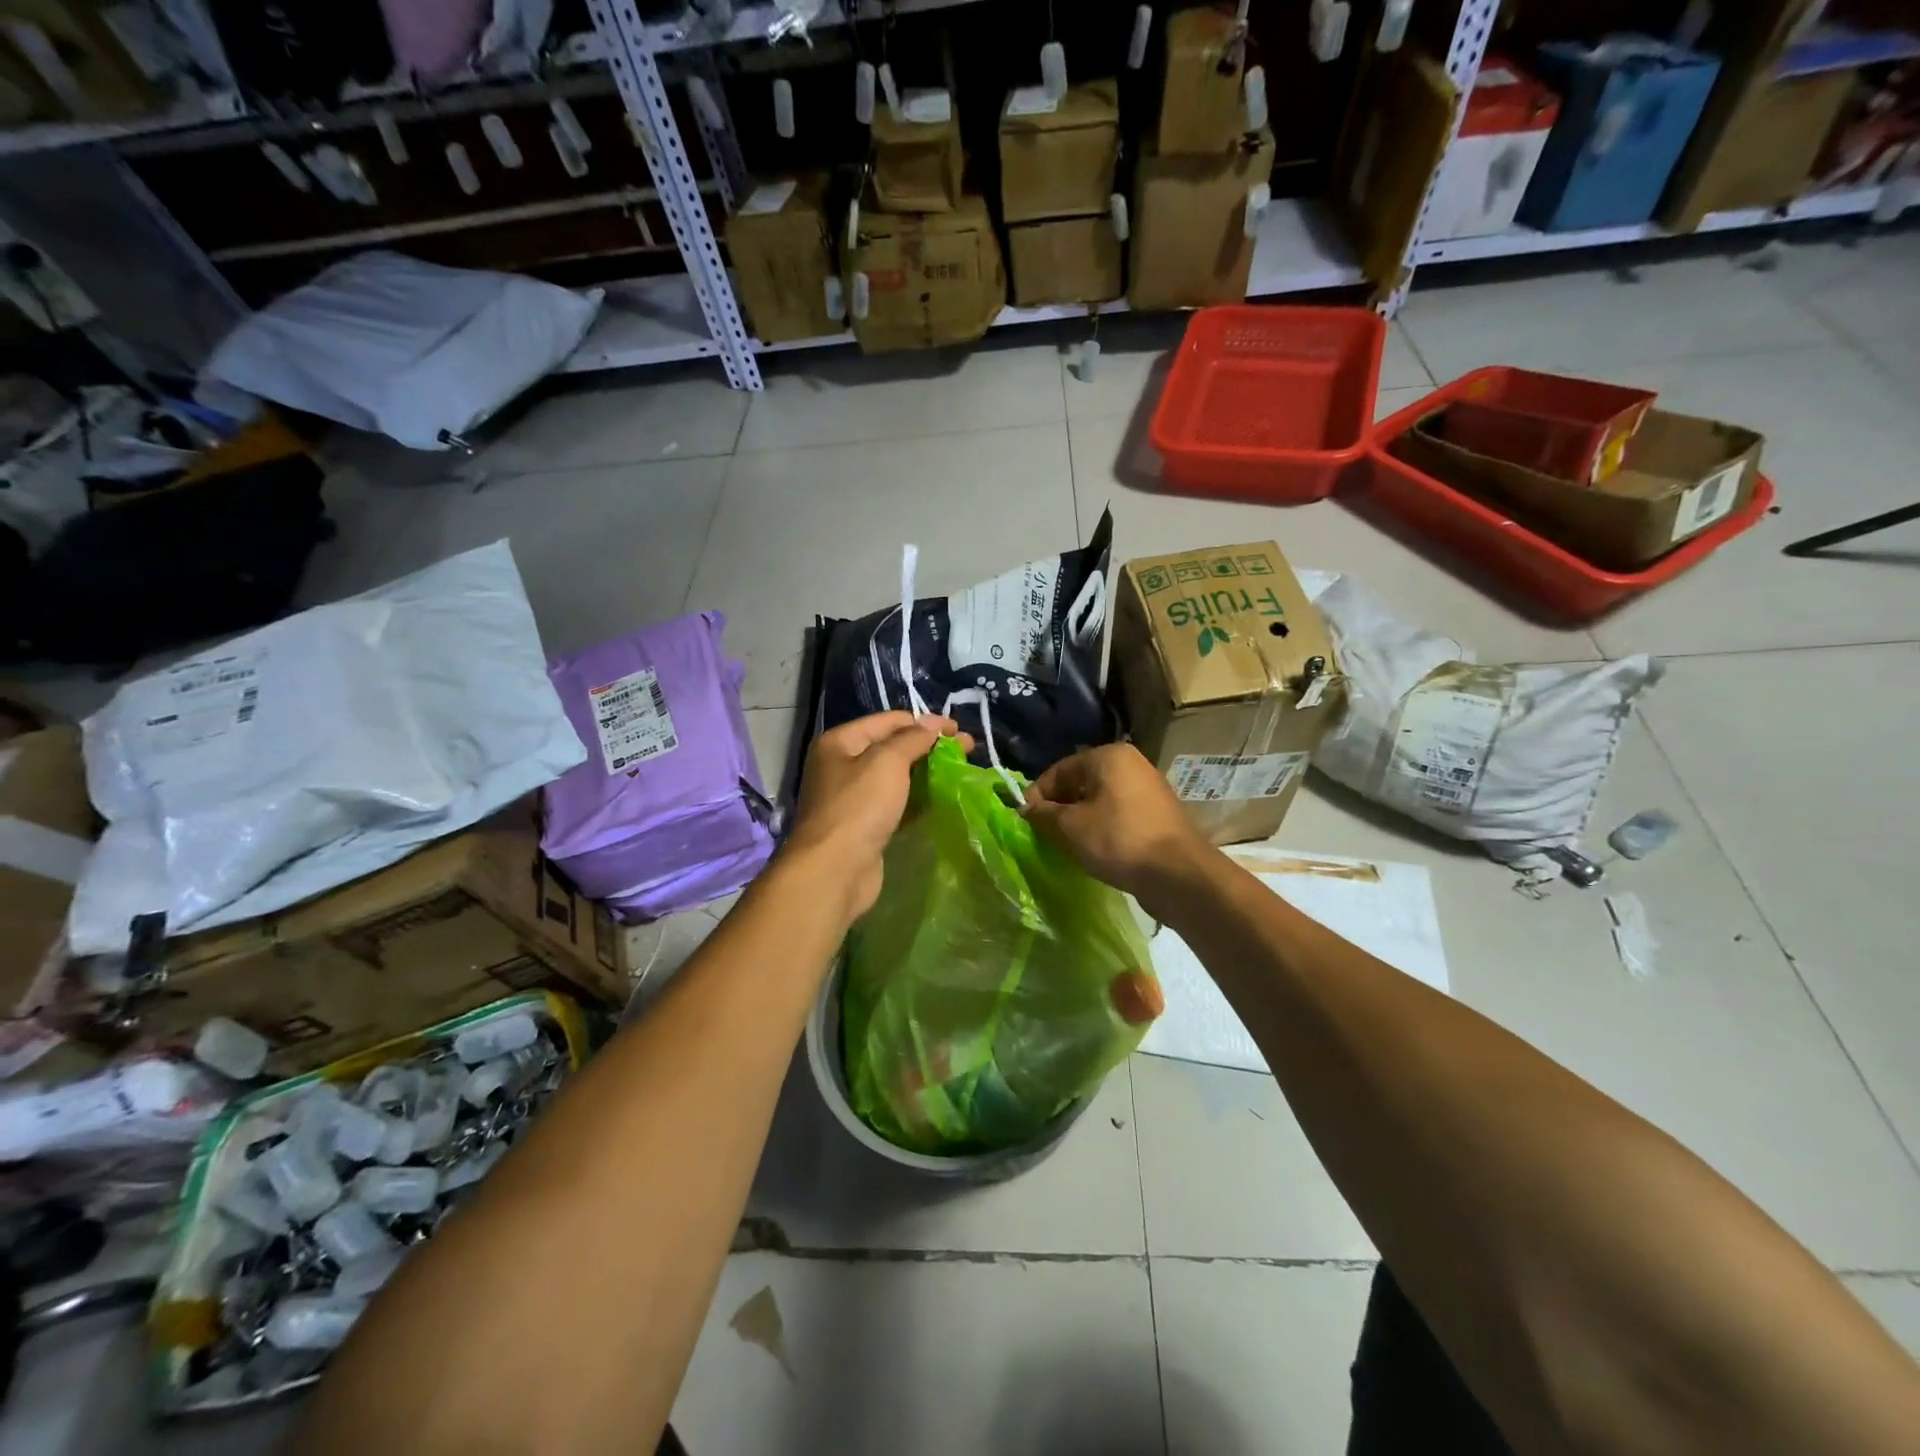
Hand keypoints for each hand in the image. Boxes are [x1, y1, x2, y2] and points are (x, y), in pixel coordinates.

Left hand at [783, 711, 968, 922]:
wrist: (835, 871)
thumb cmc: (859, 807)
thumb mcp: (887, 762)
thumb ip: (913, 739)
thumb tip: (933, 723)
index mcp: (840, 742)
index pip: (889, 721)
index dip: (924, 722)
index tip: (958, 730)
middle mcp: (842, 766)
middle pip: (893, 747)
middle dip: (929, 746)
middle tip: (967, 750)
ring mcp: (853, 798)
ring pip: (896, 777)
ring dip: (927, 772)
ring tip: (960, 772)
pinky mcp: (865, 825)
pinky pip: (896, 803)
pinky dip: (918, 798)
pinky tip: (942, 798)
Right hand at [1023, 743, 1212, 915]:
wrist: (1178, 874)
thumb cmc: (1118, 840)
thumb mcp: (1070, 827)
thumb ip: (1043, 814)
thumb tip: (1025, 808)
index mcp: (1108, 756)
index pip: (1059, 770)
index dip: (1037, 795)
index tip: (1025, 821)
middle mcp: (1130, 764)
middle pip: (1080, 783)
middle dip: (1059, 808)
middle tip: (1044, 835)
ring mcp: (1147, 789)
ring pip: (1099, 801)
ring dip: (1079, 820)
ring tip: (1067, 846)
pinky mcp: (1157, 815)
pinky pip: (1118, 816)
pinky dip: (1101, 829)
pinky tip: (1094, 850)